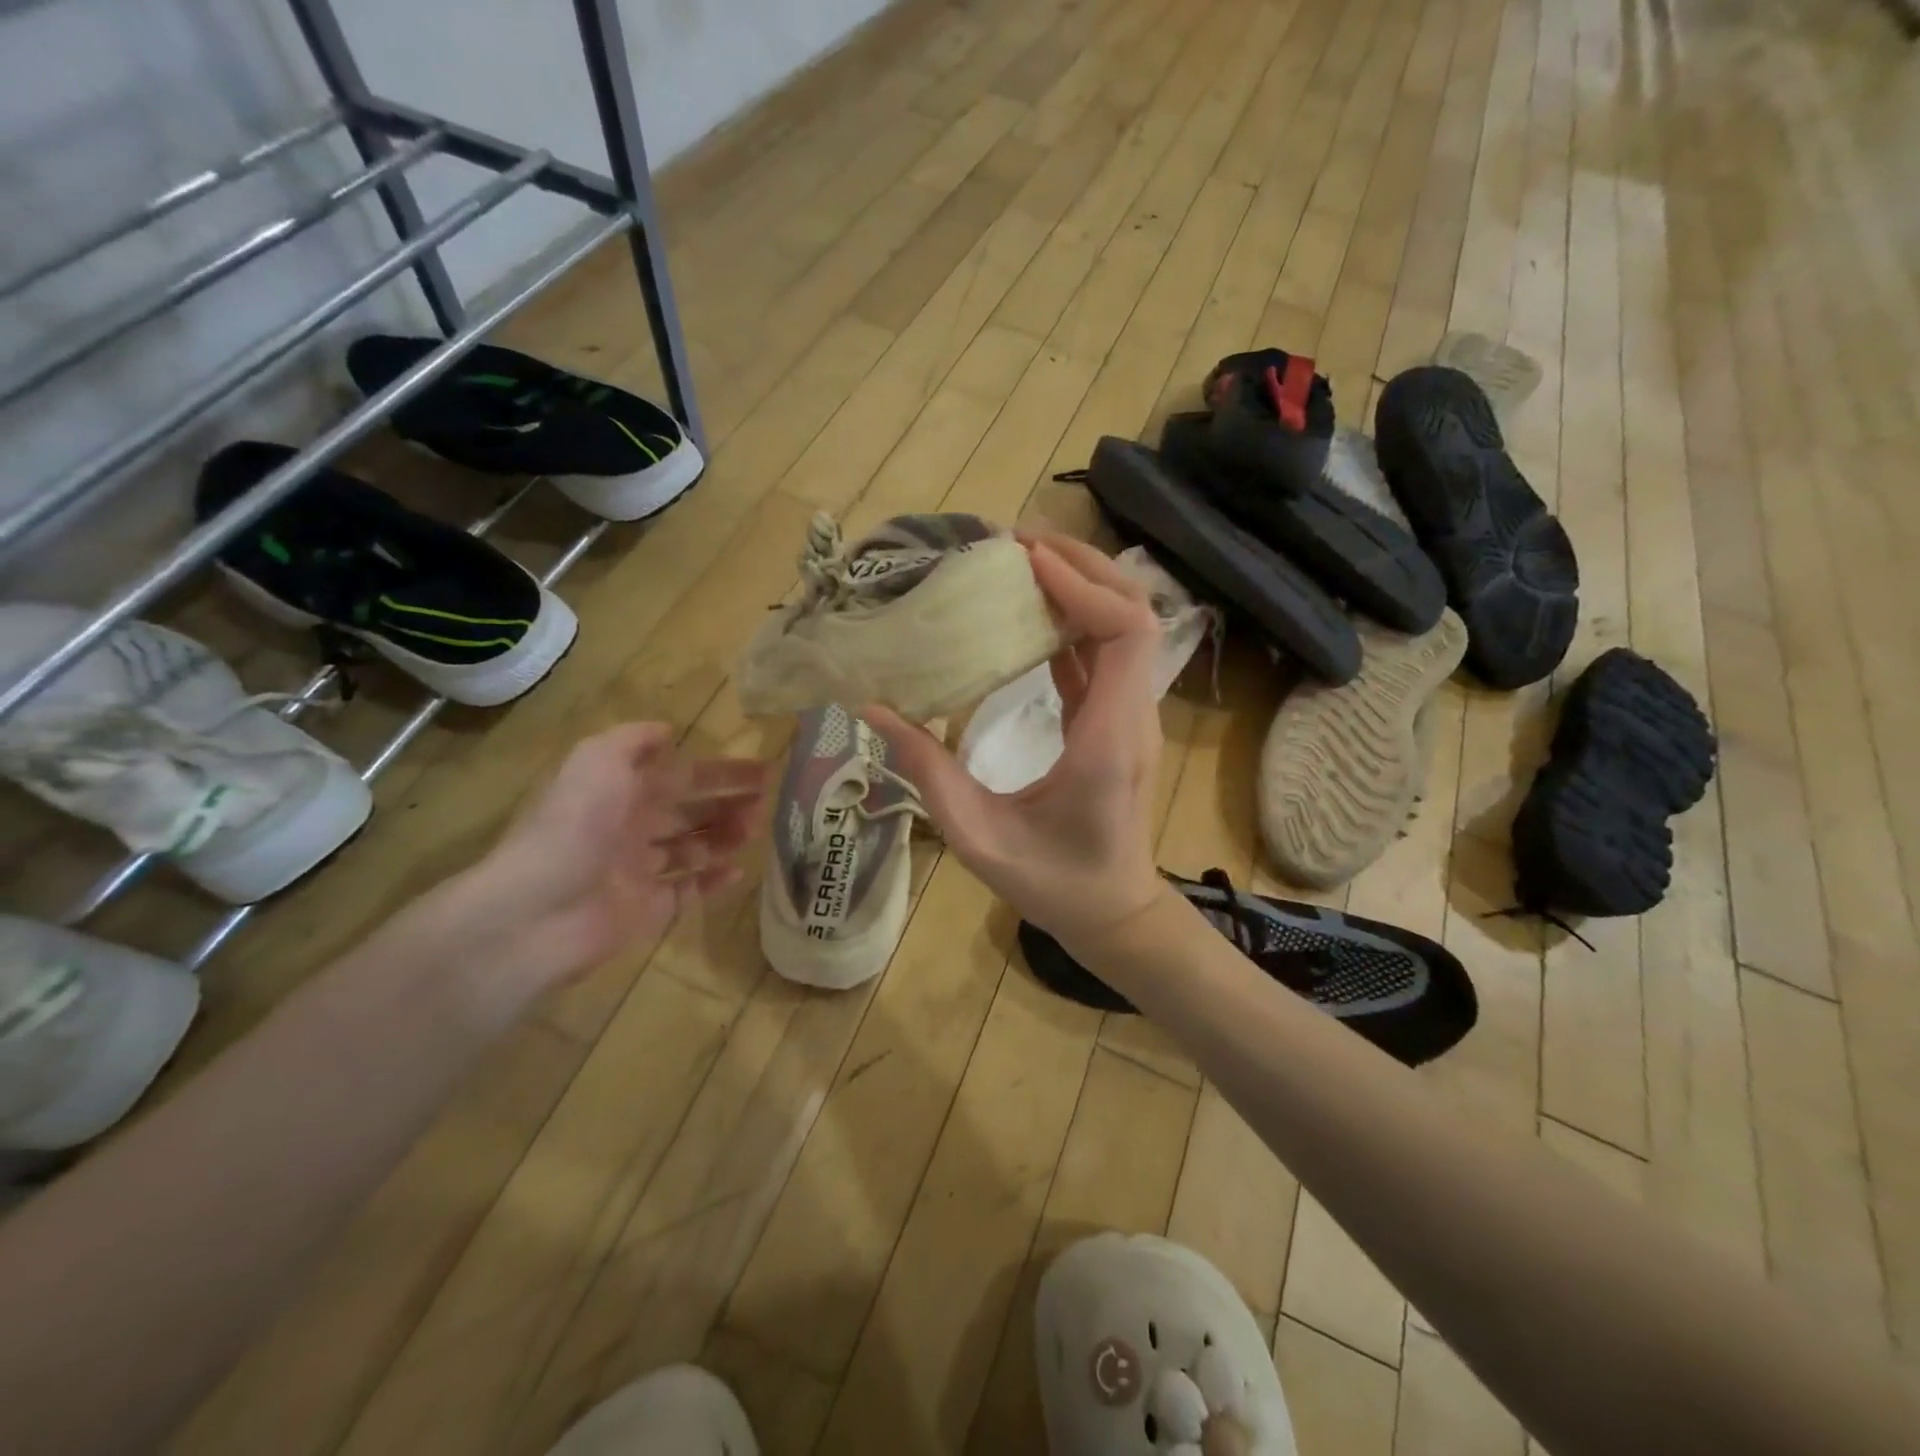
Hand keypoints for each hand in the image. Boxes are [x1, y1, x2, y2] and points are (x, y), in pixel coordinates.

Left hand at [445, 723, 766, 989]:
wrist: (536, 912)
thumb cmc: (573, 828)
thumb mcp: (596, 761)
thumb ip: (632, 741)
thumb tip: (666, 730)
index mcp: (619, 793)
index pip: (680, 777)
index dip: (720, 772)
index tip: (762, 770)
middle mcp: (629, 829)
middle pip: (688, 812)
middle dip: (727, 804)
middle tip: (766, 803)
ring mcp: (638, 872)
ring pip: (692, 849)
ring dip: (724, 838)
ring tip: (753, 833)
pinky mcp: (646, 911)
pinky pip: (686, 892)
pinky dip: (712, 882)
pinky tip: (738, 872)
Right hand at [866, 535, 1169, 949]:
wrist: (1113, 913)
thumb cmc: (1052, 883)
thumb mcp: (978, 836)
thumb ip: (927, 771)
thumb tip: (874, 709)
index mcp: (1108, 739)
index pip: (1124, 634)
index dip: (1082, 586)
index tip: (1027, 560)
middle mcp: (1131, 717)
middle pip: (1132, 614)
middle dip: (1082, 567)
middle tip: (1016, 543)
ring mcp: (1130, 717)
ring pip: (1123, 629)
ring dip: (1079, 587)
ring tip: (1019, 564)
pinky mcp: (1116, 722)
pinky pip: (1104, 656)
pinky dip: (1073, 622)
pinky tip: (1028, 615)